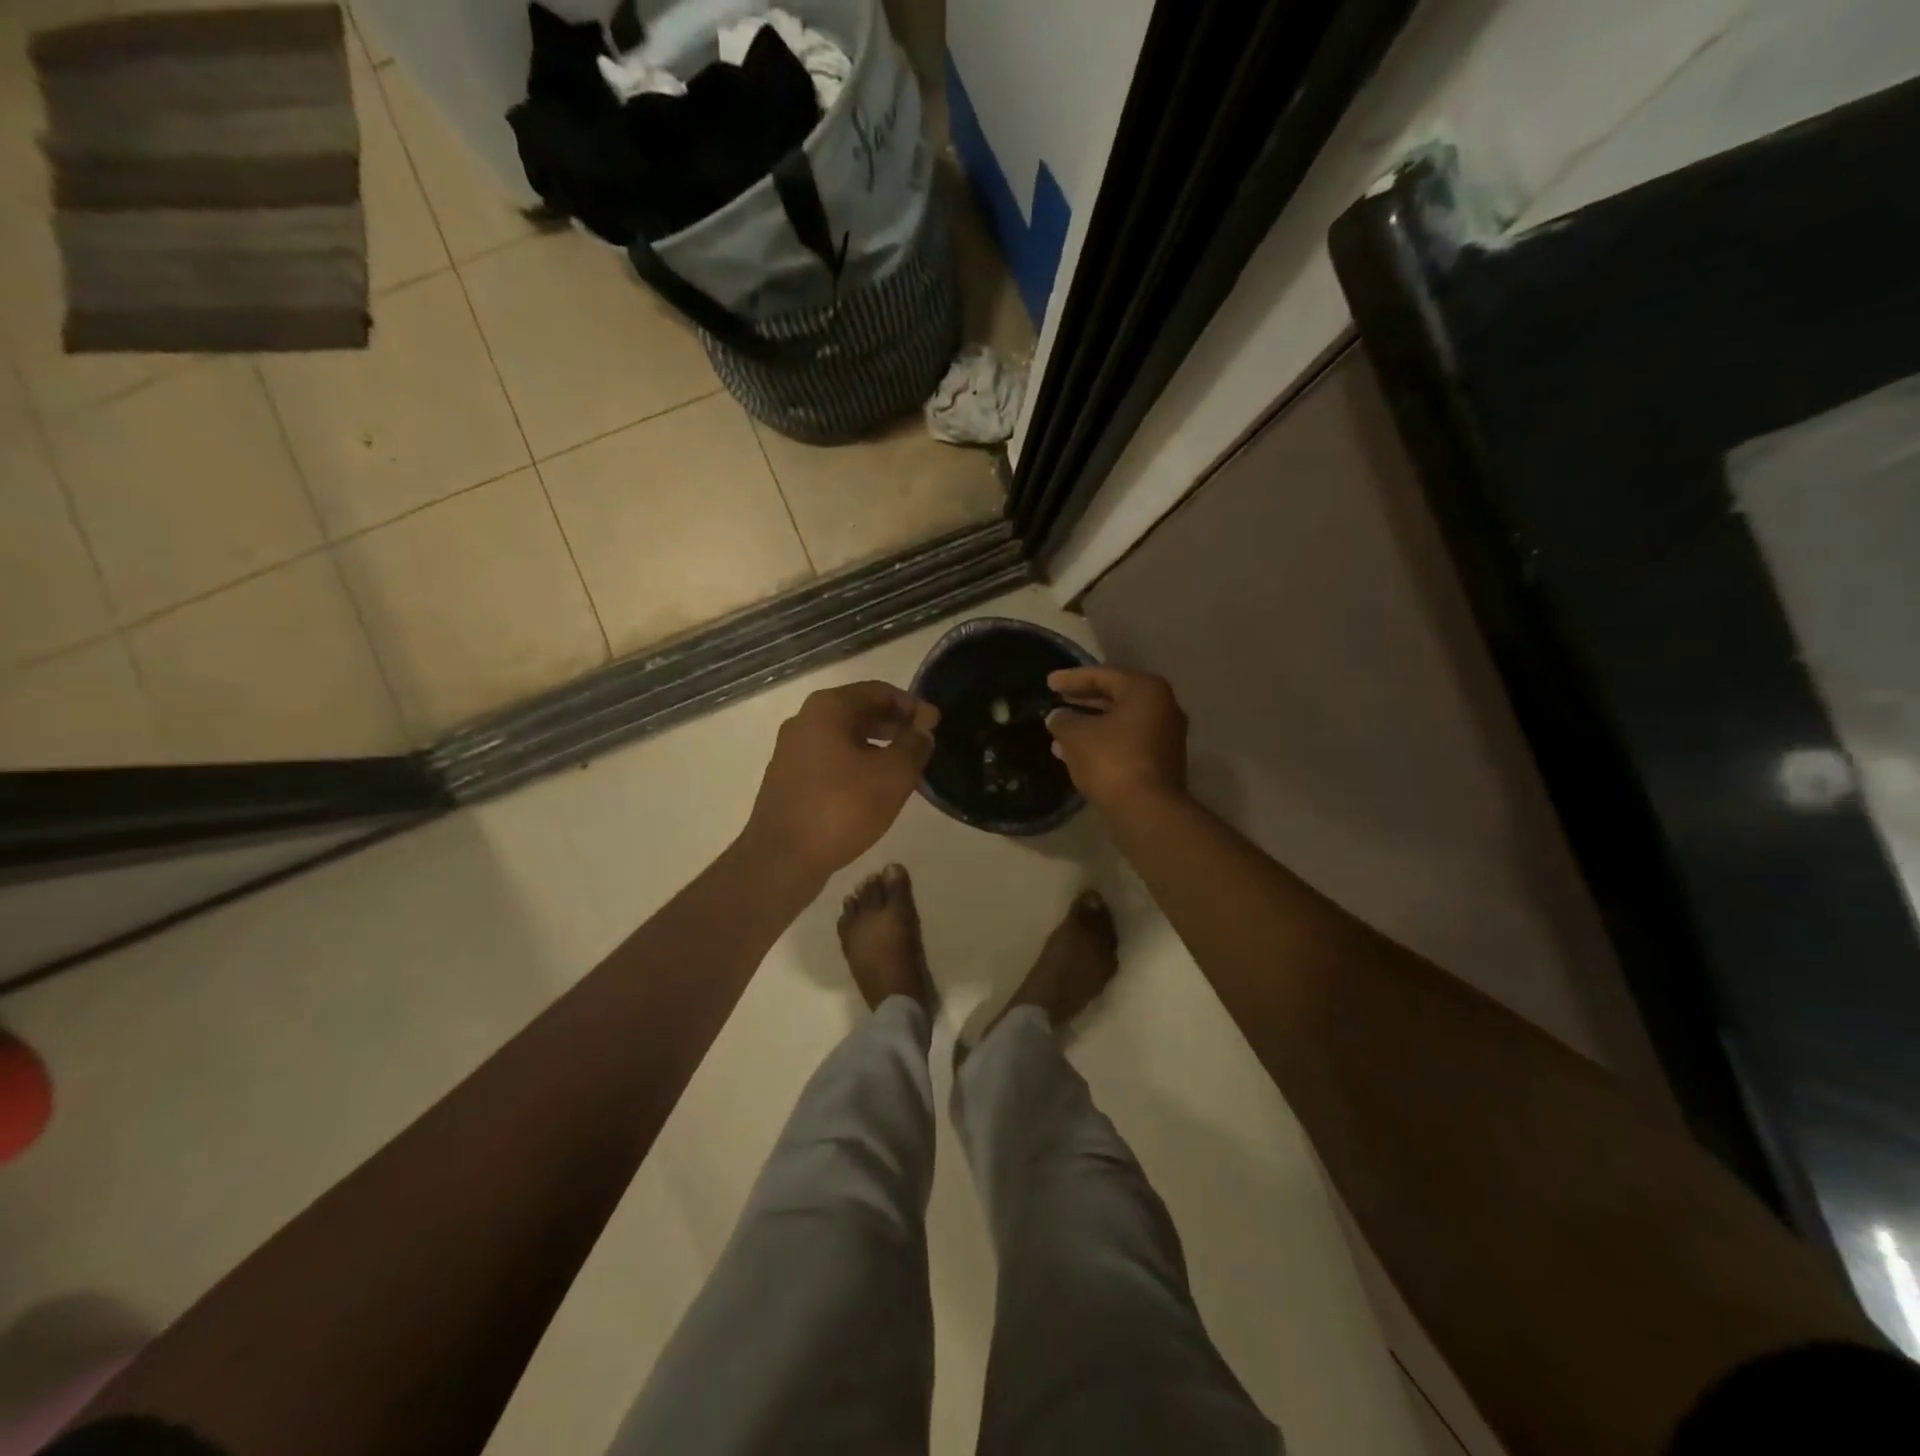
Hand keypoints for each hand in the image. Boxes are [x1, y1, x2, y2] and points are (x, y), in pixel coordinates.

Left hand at [743, 681, 939, 879]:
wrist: (782, 858)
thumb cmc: (842, 808)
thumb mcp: (892, 775)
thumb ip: (914, 745)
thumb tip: (922, 729)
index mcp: (828, 708)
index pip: (879, 691)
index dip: (912, 705)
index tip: (935, 724)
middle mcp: (804, 720)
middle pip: (859, 711)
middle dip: (894, 724)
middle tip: (923, 743)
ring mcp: (792, 750)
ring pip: (844, 737)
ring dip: (877, 745)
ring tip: (904, 766)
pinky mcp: (788, 779)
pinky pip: (830, 759)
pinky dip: (857, 763)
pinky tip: (874, 787)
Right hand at [1046, 666, 1187, 812]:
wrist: (1147, 810)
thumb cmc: (1111, 761)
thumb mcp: (1076, 736)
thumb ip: (1063, 720)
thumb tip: (1057, 717)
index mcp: (1145, 690)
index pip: (1102, 675)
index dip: (1071, 678)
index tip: (1048, 683)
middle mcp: (1163, 707)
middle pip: (1115, 697)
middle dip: (1083, 701)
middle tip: (1057, 700)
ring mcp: (1165, 736)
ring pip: (1119, 722)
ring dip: (1090, 725)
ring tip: (1060, 730)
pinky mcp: (1161, 761)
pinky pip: (1126, 742)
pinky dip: (1102, 742)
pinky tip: (1075, 753)